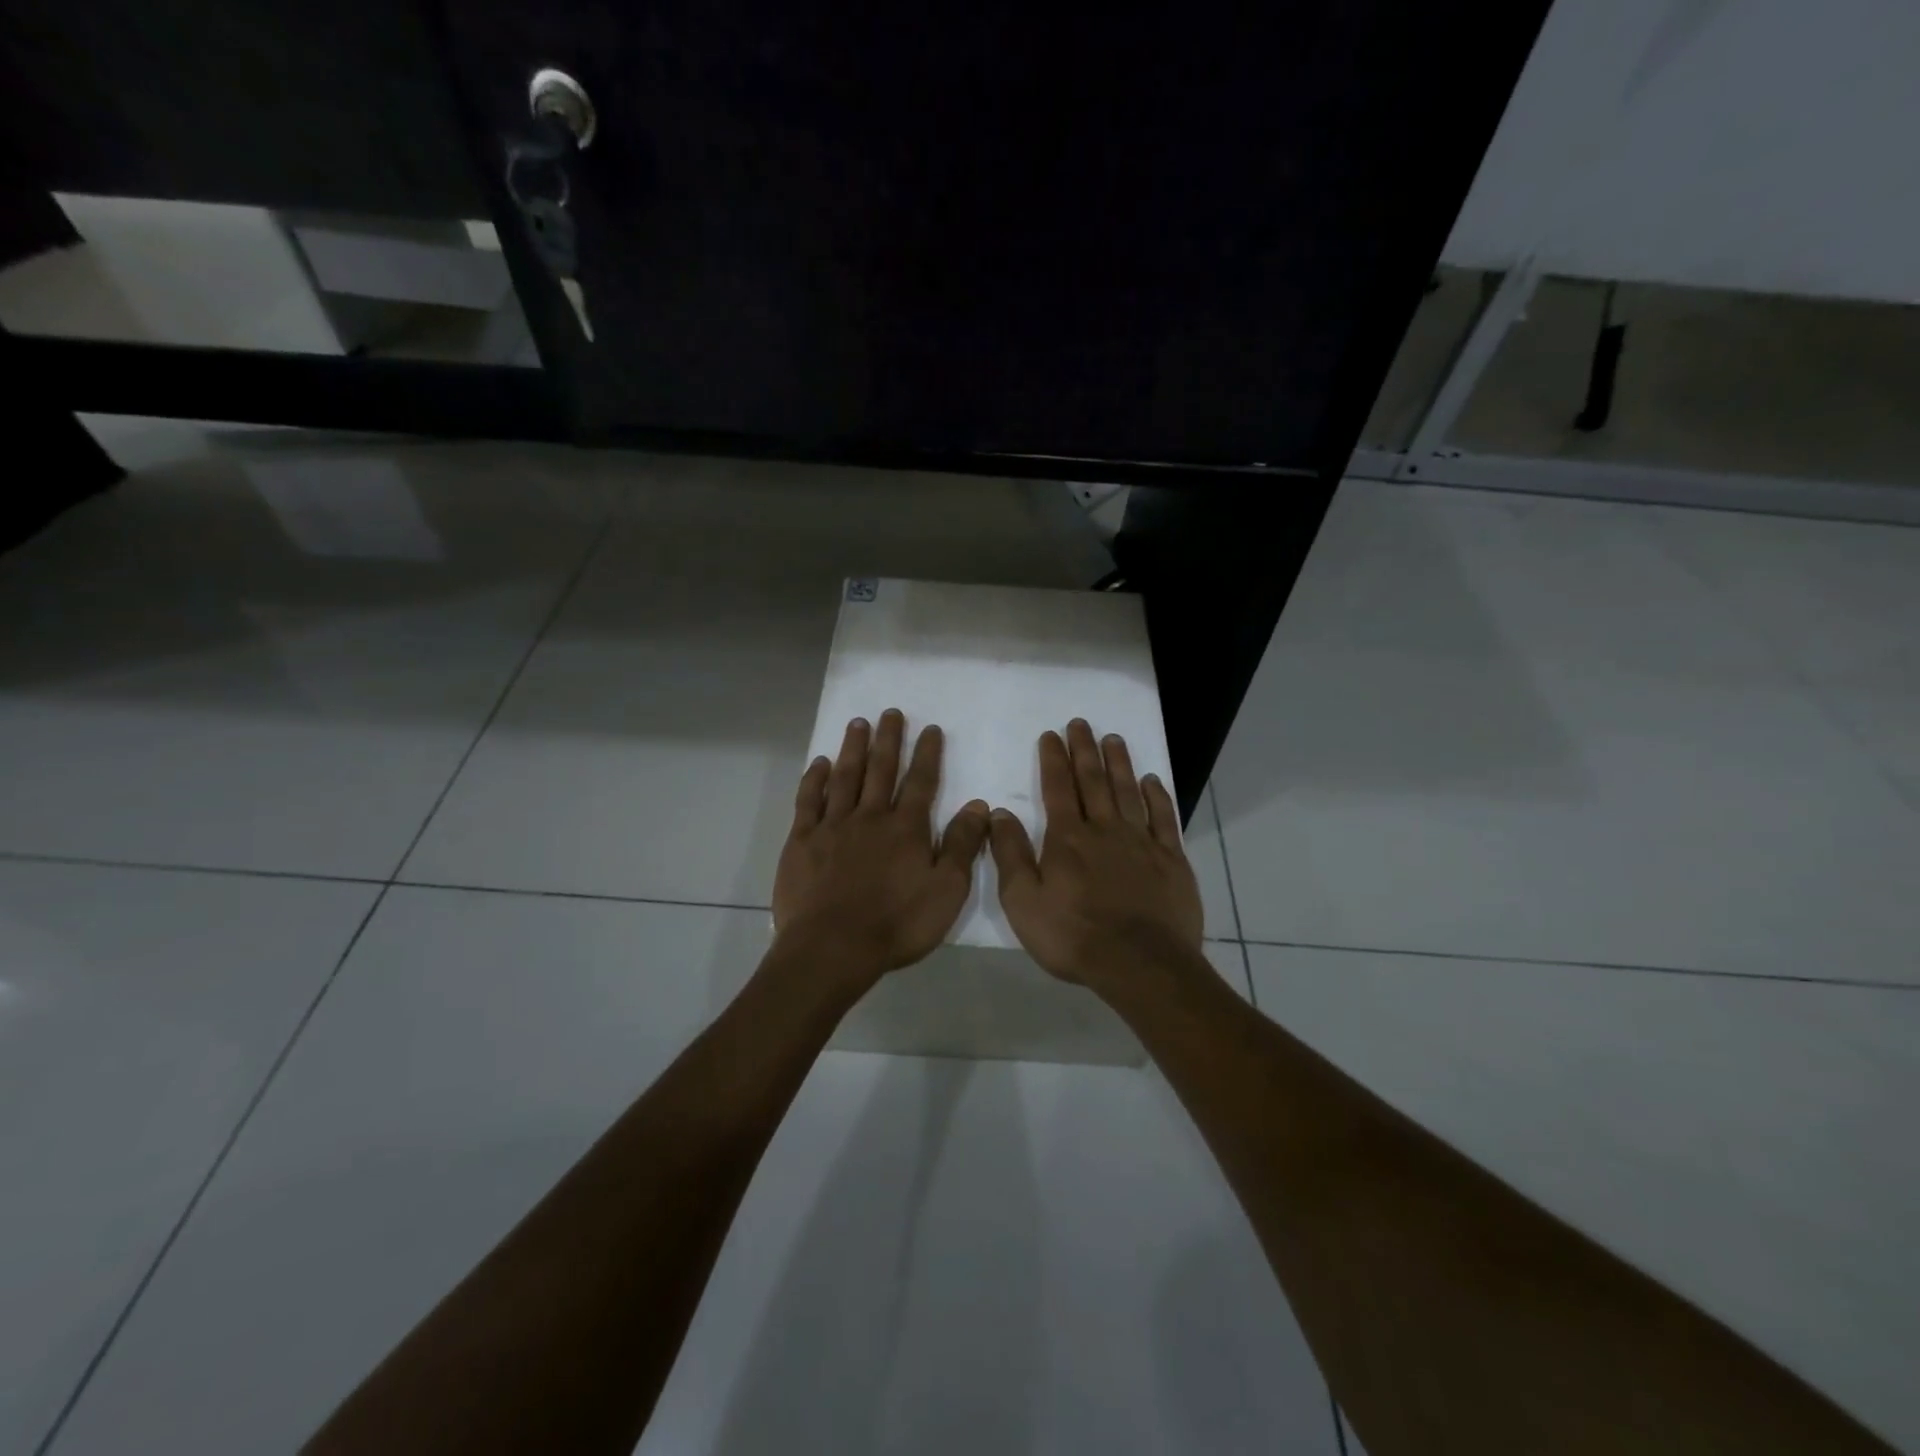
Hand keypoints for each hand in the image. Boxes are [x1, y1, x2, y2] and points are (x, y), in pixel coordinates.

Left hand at [773, 709, 990, 986]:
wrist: (833, 947)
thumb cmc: (897, 923)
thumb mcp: (947, 891)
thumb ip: (963, 846)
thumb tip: (978, 805)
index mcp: (906, 828)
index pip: (921, 782)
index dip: (928, 754)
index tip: (930, 728)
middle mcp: (870, 817)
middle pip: (881, 770)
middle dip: (889, 740)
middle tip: (891, 712)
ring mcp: (833, 826)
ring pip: (845, 777)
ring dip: (853, 749)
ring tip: (858, 723)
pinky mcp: (802, 841)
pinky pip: (809, 801)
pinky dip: (814, 779)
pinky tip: (819, 763)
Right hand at [988, 720, 1203, 989]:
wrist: (1140, 964)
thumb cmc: (1074, 936)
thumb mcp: (1023, 902)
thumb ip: (1010, 855)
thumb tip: (998, 813)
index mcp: (1067, 839)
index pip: (1057, 788)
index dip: (1053, 759)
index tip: (1051, 735)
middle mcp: (1105, 829)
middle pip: (1093, 781)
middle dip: (1084, 750)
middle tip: (1081, 723)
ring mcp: (1141, 842)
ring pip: (1128, 792)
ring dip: (1119, 763)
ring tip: (1113, 739)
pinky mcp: (1171, 859)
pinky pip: (1163, 818)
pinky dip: (1157, 796)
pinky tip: (1152, 781)